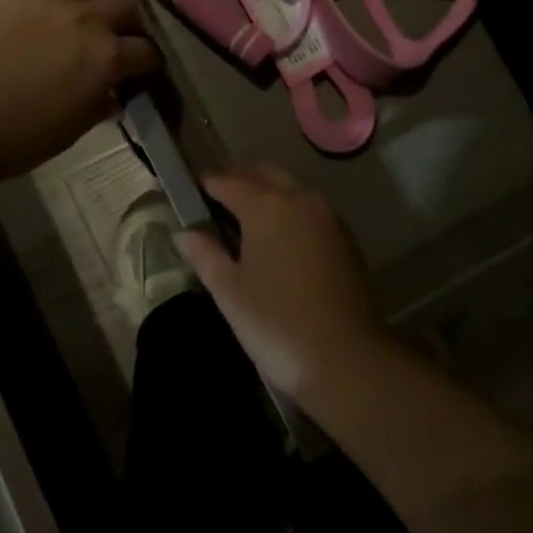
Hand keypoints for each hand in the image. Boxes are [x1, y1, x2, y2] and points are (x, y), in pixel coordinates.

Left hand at [0, 0, 159, 184]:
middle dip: (132, 21)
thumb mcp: (73, 129)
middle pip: (125, 7)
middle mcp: (88, 20)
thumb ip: (99, 106)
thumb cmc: (19, 137)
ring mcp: (52, 1)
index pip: (145, 52)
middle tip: (125, 32)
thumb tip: (112, 95)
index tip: (146, 68)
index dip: (150, 61)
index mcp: (108, 58)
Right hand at [177, 167, 391, 399]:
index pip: (228, 181)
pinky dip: (289, 209)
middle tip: (217, 200)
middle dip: (239, 180)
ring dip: (267, 192)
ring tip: (245, 218)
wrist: (347, 357)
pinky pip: (309, 208)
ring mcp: (326, 214)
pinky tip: (279, 237)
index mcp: (266, 205)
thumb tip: (186, 232)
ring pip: (290, 188)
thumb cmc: (277, 323)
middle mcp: (299, 198)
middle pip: (263, 174)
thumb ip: (206, 254)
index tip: (191, 189)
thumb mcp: (230, 292)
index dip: (207, 184)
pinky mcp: (344, 235)